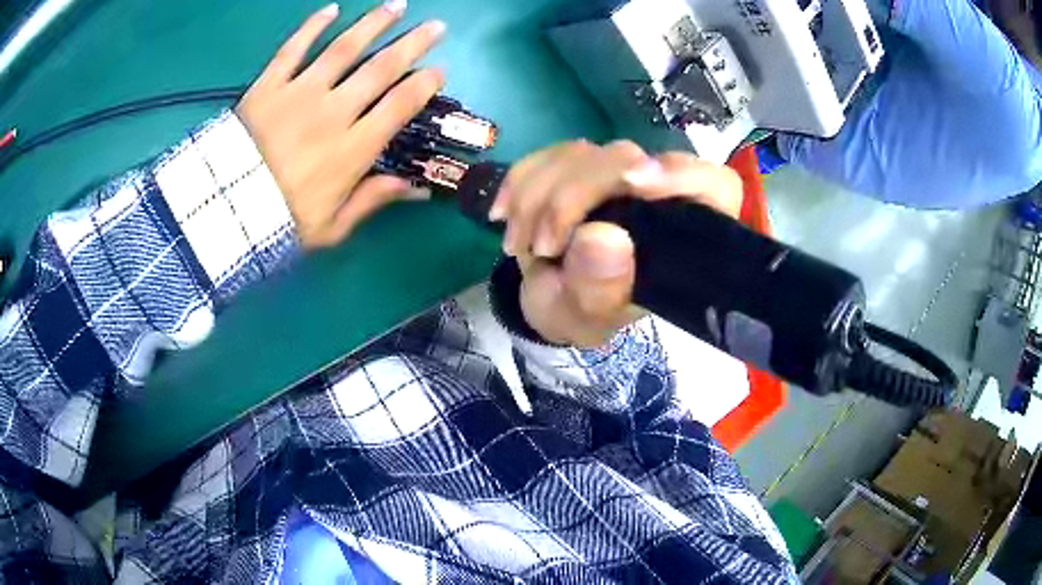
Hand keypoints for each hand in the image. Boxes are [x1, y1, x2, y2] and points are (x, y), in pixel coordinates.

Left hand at [237, 1, 444, 249]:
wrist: (225, 213)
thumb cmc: (281, 222)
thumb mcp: (332, 226)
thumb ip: (372, 201)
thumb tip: (416, 189)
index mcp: (353, 148)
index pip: (400, 105)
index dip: (425, 84)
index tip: (439, 70)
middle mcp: (333, 111)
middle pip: (382, 68)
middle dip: (413, 44)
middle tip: (435, 26)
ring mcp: (300, 93)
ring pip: (345, 48)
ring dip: (374, 23)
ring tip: (397, 4)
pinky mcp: (269, 85)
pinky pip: (293, 49)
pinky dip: (313, 26)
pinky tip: (332, 8)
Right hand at [491, 141, 742, 347]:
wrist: (550, 297)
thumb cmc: (582, 313)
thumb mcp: (587, 317)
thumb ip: (599, 288)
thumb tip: (603, 237)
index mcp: (684, 234)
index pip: (713, 186)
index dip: (682, 175)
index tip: (634, 182)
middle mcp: (658, 195)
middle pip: (628, 160)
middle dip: (572, 196)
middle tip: (540, 246)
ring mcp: (617, 175)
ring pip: (582, 153)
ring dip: (538, 196)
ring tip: (520, 246)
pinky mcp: (582, 164)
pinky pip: (550, 154)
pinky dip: (520, 182)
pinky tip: (505, 215)